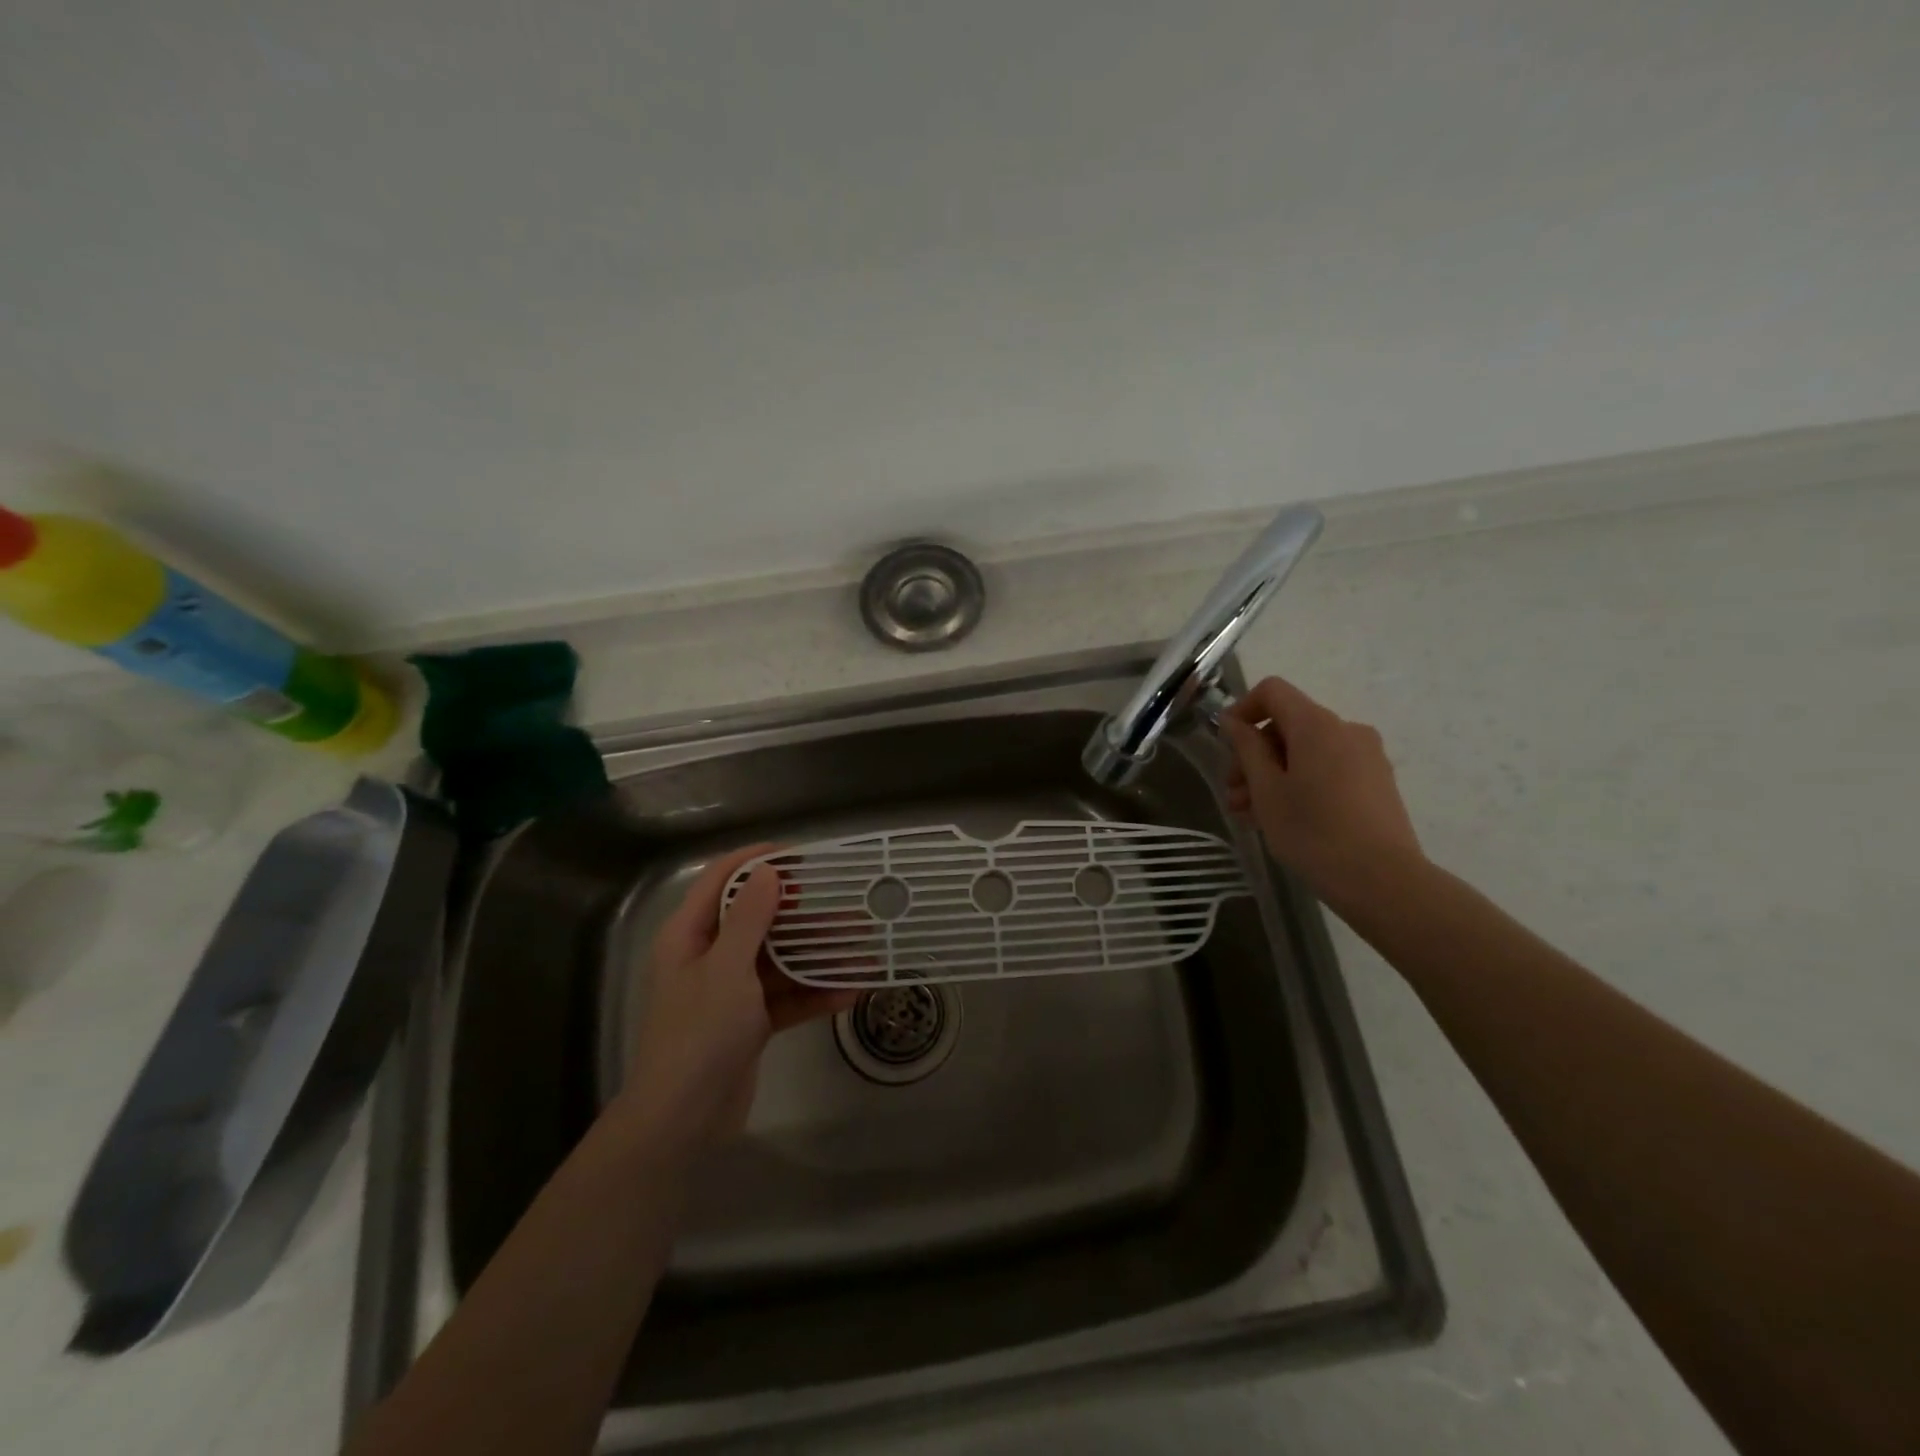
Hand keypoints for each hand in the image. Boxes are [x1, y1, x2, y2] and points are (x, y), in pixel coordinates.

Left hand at [616, 844, 856, 1153]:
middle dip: (803, 914)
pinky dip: (814, 994)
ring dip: (817, 955)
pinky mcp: (749, 1022)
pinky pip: (785, 997)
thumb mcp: (727, 967)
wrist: (682, 1120)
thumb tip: (767, 871)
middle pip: (758, 920)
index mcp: (689, 935)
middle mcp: (709, 956)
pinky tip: (851, 991)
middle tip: (845, 904)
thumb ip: (750, 917)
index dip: (756, 860)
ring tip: (862, 947)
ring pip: (779, 960)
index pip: (721, 879)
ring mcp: (730, 991)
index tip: (800, 854)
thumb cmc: (700, 1032)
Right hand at [1220, 676, 1423, 904]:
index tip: (1226, 746)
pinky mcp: (1377, 783)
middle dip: (1254, 755)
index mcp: (1317, 724)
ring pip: (1306, 752)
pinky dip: (1300, 784)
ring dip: (1273, 775)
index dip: (1242, 710)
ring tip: (1251, 816)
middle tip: (1233, 795)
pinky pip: (1328, 769)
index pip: (1272, 691)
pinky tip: (1283, 819)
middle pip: (1288, 725)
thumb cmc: (1312, 831)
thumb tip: (1235, 721)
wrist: (1382, 880)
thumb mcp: (1266, 790)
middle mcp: (1346, 730)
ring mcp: (1367, 757)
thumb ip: (1247, 748)